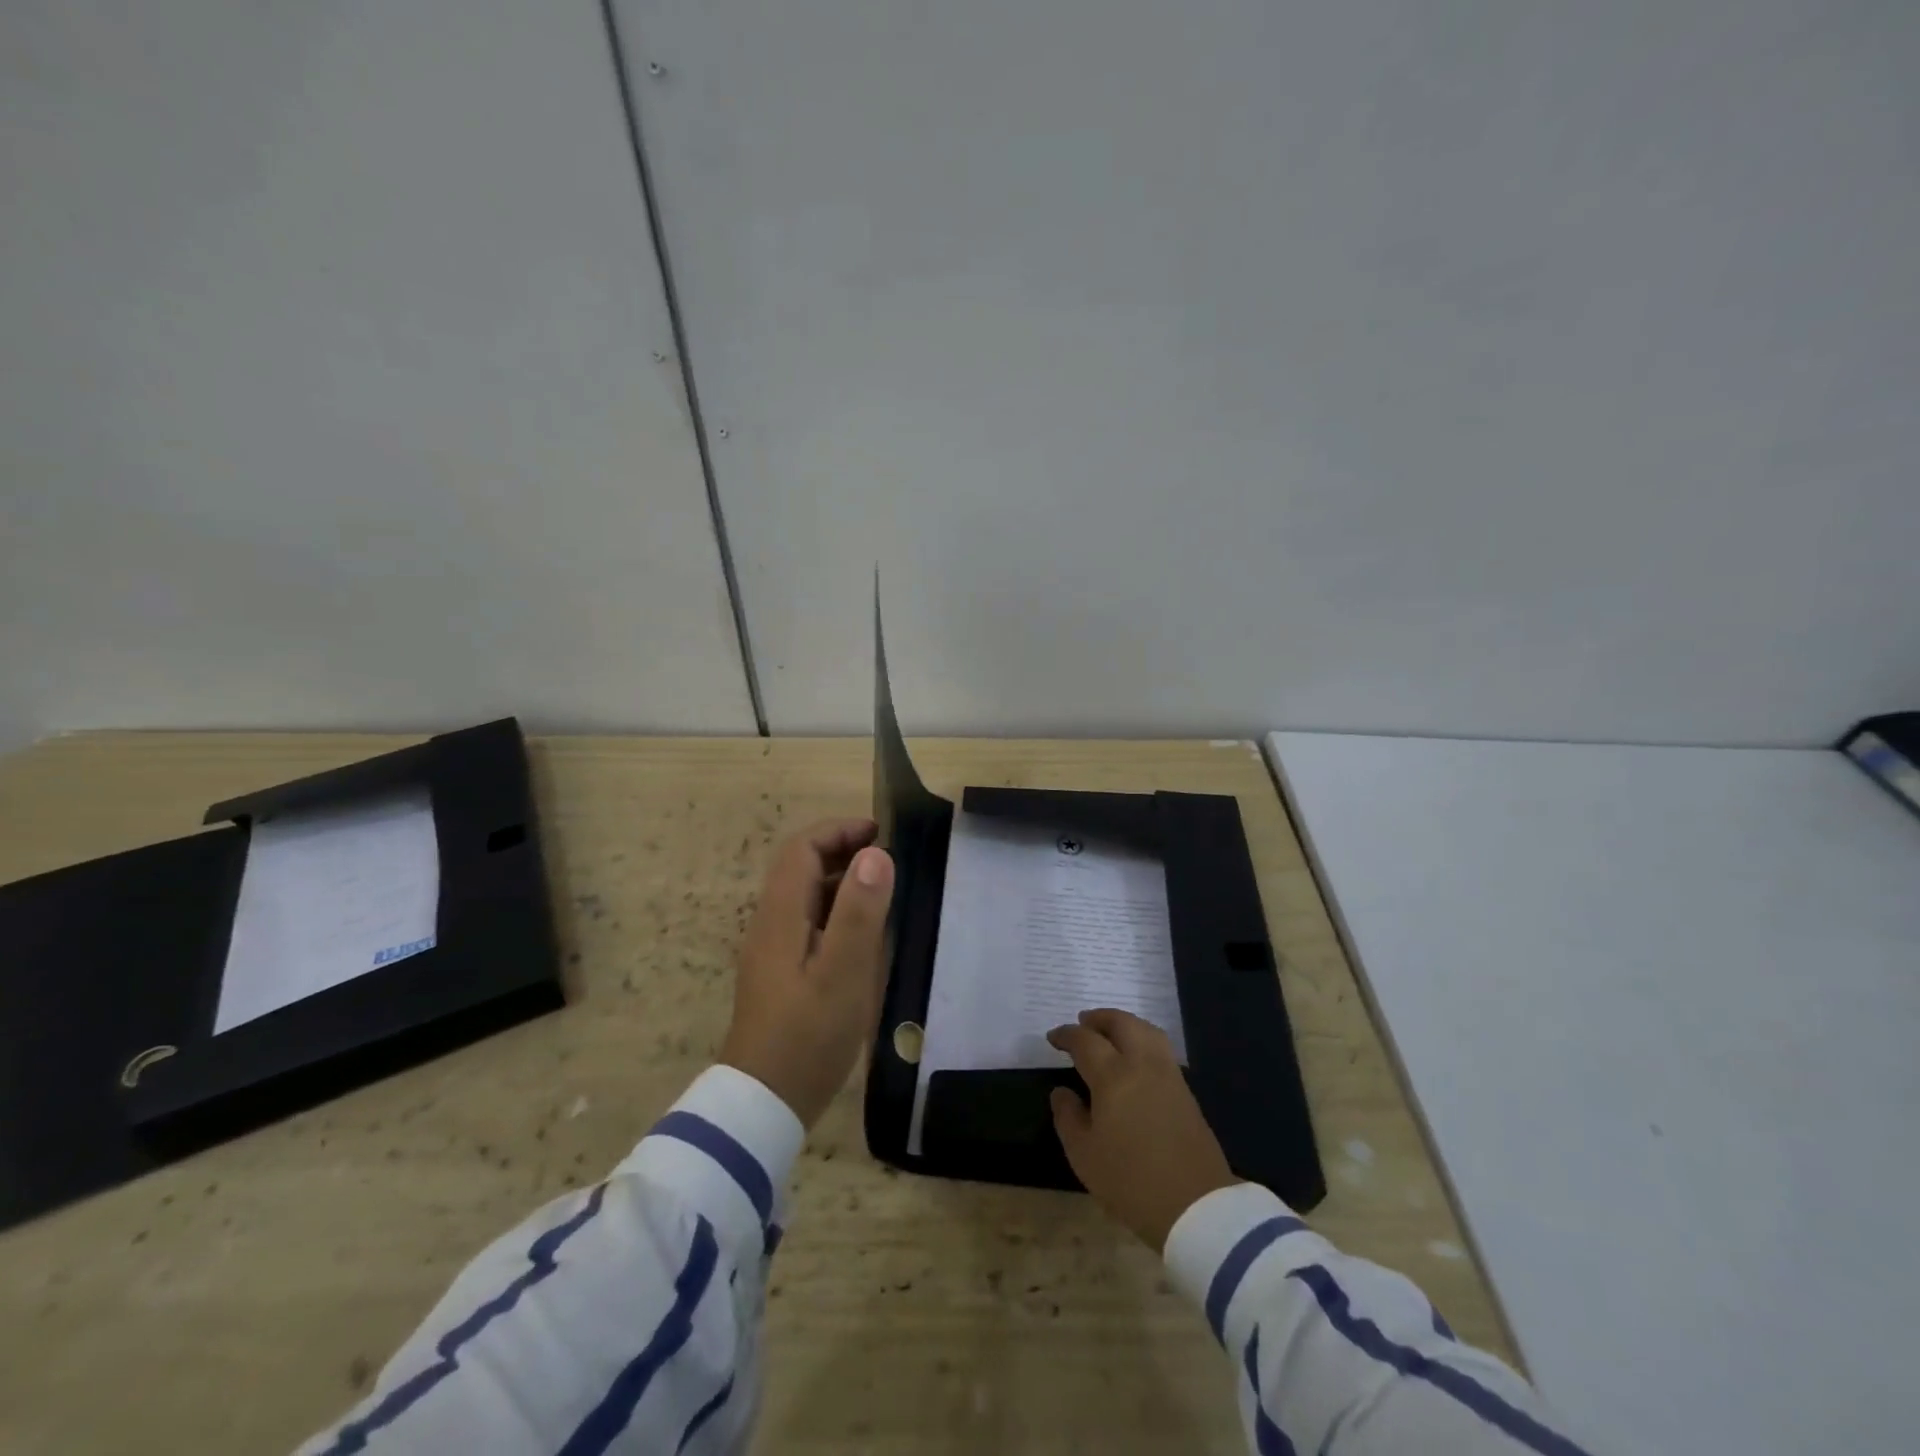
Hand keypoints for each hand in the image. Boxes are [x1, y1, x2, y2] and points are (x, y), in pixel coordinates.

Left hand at [720, 818, 894, 1127]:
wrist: (763, 1104)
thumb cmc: (807, 1036)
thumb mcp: (844, 973)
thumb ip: (860, 912)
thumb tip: (876, 854)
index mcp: (781, 915)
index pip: (802, 848)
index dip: (839, 831)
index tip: (881, 833)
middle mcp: (771, 923)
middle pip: (801, 867)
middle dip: (843, 850)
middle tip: (889, 859)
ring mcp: (773, 950)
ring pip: (806, 896)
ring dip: (842, 881)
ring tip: (885, 890)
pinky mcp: (781, 973)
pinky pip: (809, 923)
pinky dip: (837, 912)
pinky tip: (865, 935)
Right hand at [1048, 1009, 1238, 1250]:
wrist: (1195, 1206)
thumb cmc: (1130, 1181)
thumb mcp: (1084, 1155)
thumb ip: (1068, 1117)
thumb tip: (1062, 1092)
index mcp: (1113, 1076)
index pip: (1085, 1041)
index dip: (1066, 1035)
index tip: (1053, 1038)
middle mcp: (1142, 1064)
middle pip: (1121, 1023)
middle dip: (1099, 1018)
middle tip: (1082, 1023)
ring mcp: (1168, 1075)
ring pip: (1146, 1030)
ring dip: (1124, 1024)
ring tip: (1110, 1033)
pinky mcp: (1185, 1090)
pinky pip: (1160, 1049)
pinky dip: (1143, 1040)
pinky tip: (1135, 1058)